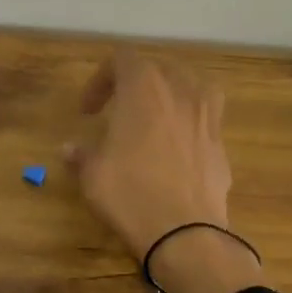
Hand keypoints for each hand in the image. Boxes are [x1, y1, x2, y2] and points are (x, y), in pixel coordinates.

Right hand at [65, 50, 231, 256]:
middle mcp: (180, 92)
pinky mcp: (222, 145)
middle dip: (136, 85)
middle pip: (159, 69)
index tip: (88, 111)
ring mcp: (207, 117)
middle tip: (119, 111)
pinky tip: (178, 152)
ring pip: (193, 88)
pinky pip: (206, 121)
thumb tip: (69, 150)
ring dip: (172, 96)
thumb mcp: (93, 175)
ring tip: (158, 119)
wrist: (185, 232)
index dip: (101, 80)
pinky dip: (190, 127)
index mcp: (144, 88)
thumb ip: (82, 155)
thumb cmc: (130, 193)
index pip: (122, 60)